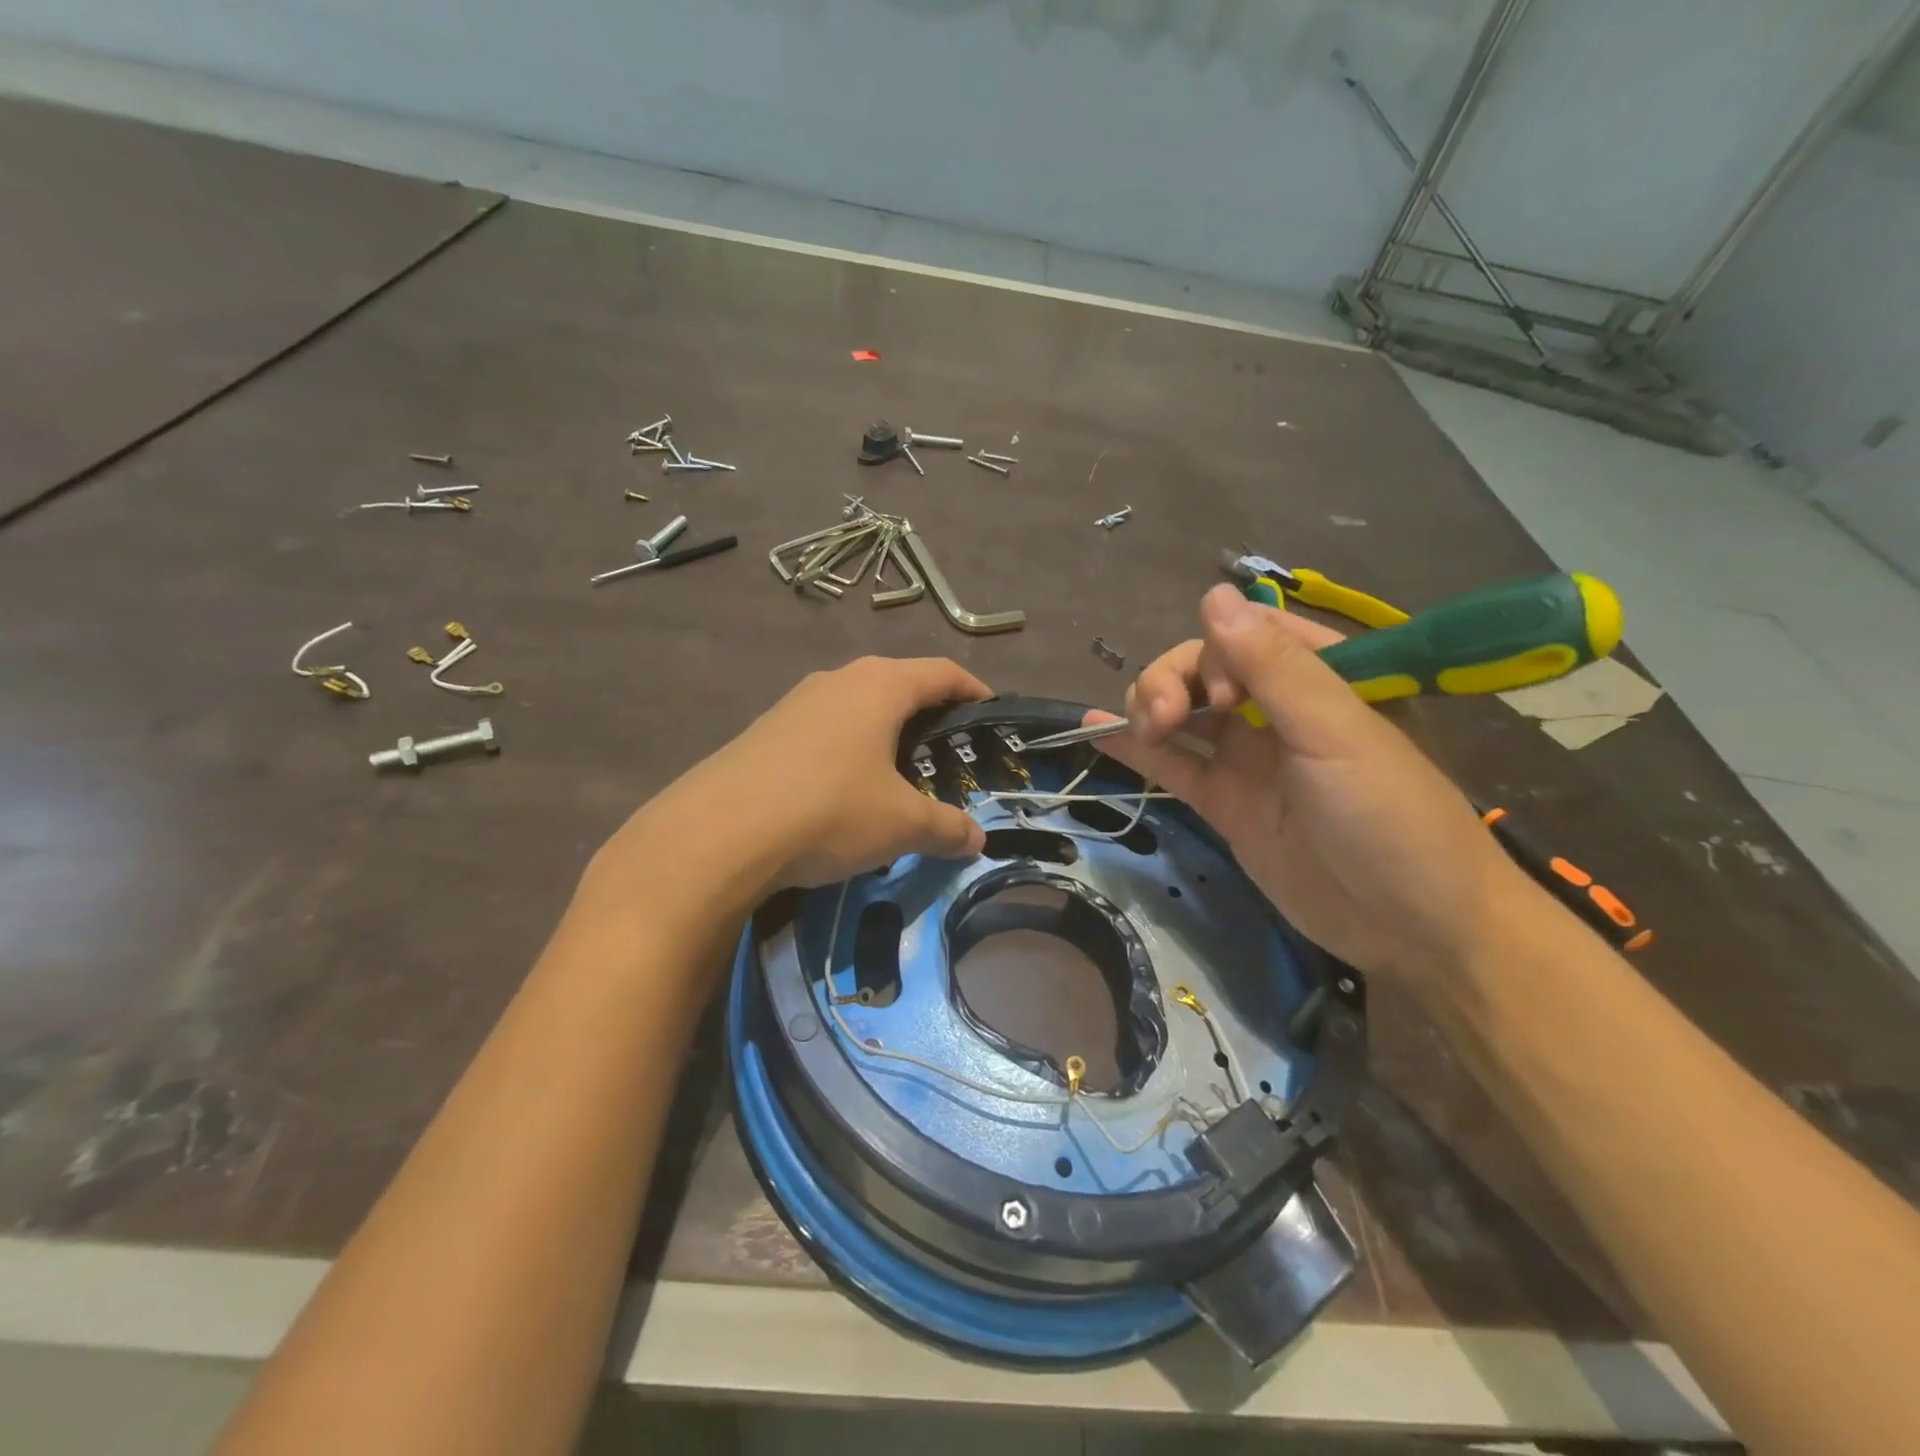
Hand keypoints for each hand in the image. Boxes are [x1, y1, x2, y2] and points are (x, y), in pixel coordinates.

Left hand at [609, 656, 990, 896]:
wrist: (718, 833)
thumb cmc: (829, 811)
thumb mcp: (900, 825)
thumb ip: (946, 827)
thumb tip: (977, 840)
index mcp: (880, 686)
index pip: (942, 672)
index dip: (973, 689)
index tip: (990, 710)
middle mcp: (838, 680)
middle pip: (898, 684)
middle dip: (928, 713)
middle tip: (948, 751)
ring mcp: (795, 702)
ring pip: (856, 706)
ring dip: (883, 732)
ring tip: (898, 773)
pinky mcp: (765, 730)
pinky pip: (823, 729)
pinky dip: (847, 749)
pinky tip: (843, 789)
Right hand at [1096, 586, 1524, 986]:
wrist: (1414, 929)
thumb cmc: (1391, 817)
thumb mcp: (1336, 733)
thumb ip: (1273, 666)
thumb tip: (1212, 594)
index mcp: (1322, 676)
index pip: (1248, 633)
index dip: (1217, 651)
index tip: (1221, 695)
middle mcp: (1279, 709)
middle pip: (1203, 669)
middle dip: (1172, 682)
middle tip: (1164, 719)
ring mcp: (1248, 757)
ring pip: (1182, 712)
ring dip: (1149, 706)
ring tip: (1141, 729)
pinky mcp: (1226, 802)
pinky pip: (1174, 764)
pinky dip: (1135, 749)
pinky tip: (1095, 729)